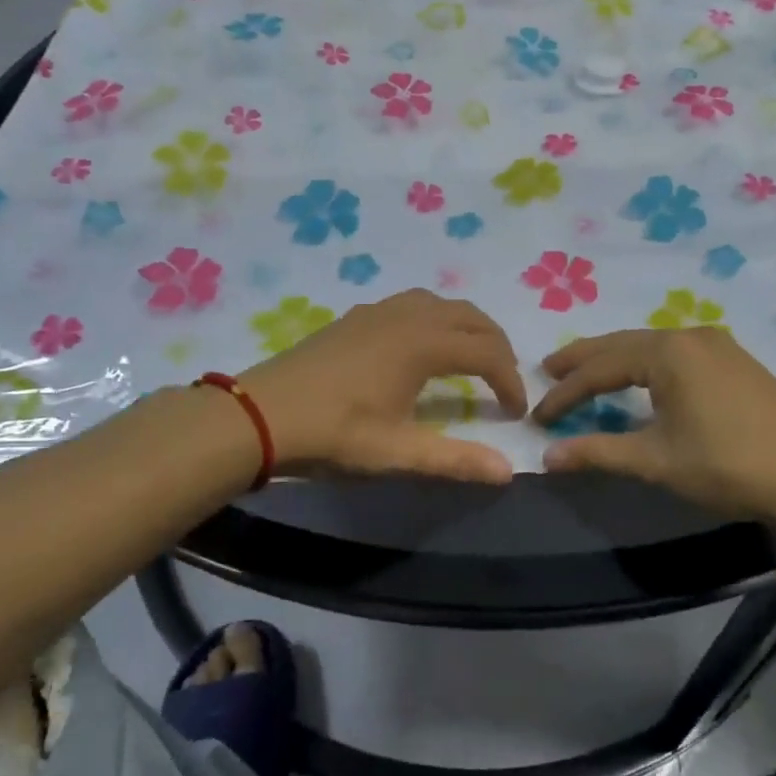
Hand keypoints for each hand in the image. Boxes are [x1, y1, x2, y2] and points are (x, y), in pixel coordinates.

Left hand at [240, 290, 527, 483]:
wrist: (259, 416)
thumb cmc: (332, 434)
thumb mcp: (396, 454)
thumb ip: (454, 460)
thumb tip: (507, 471)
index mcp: (422, 344)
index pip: (487, 352)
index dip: (509, 380)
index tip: (516, 412)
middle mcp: (406, 316)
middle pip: (470, 316)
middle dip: (496, 345)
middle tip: (504, 380)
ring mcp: (378, 311)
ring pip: (440, 303)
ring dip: (466, 326)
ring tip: (471, 358)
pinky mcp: (355, 317)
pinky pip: (412, 304)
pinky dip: (435, 319)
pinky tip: (420, 348)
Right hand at [532, 328, 775, 524]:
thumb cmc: (729, 464)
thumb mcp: (656, 461)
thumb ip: (599, 453)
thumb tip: (547, 458)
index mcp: (667, 352)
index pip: (600, 368)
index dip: (565, 393)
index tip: (538, 416)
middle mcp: (690, 336)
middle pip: (622, 344)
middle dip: (583, 360)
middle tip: (548, 369)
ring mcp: (718, 346)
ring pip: (650, 347)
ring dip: (615, 360)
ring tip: (587, 373)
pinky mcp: (736, 363)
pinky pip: (675, 354)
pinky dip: (646, 364)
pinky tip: (642, 379)